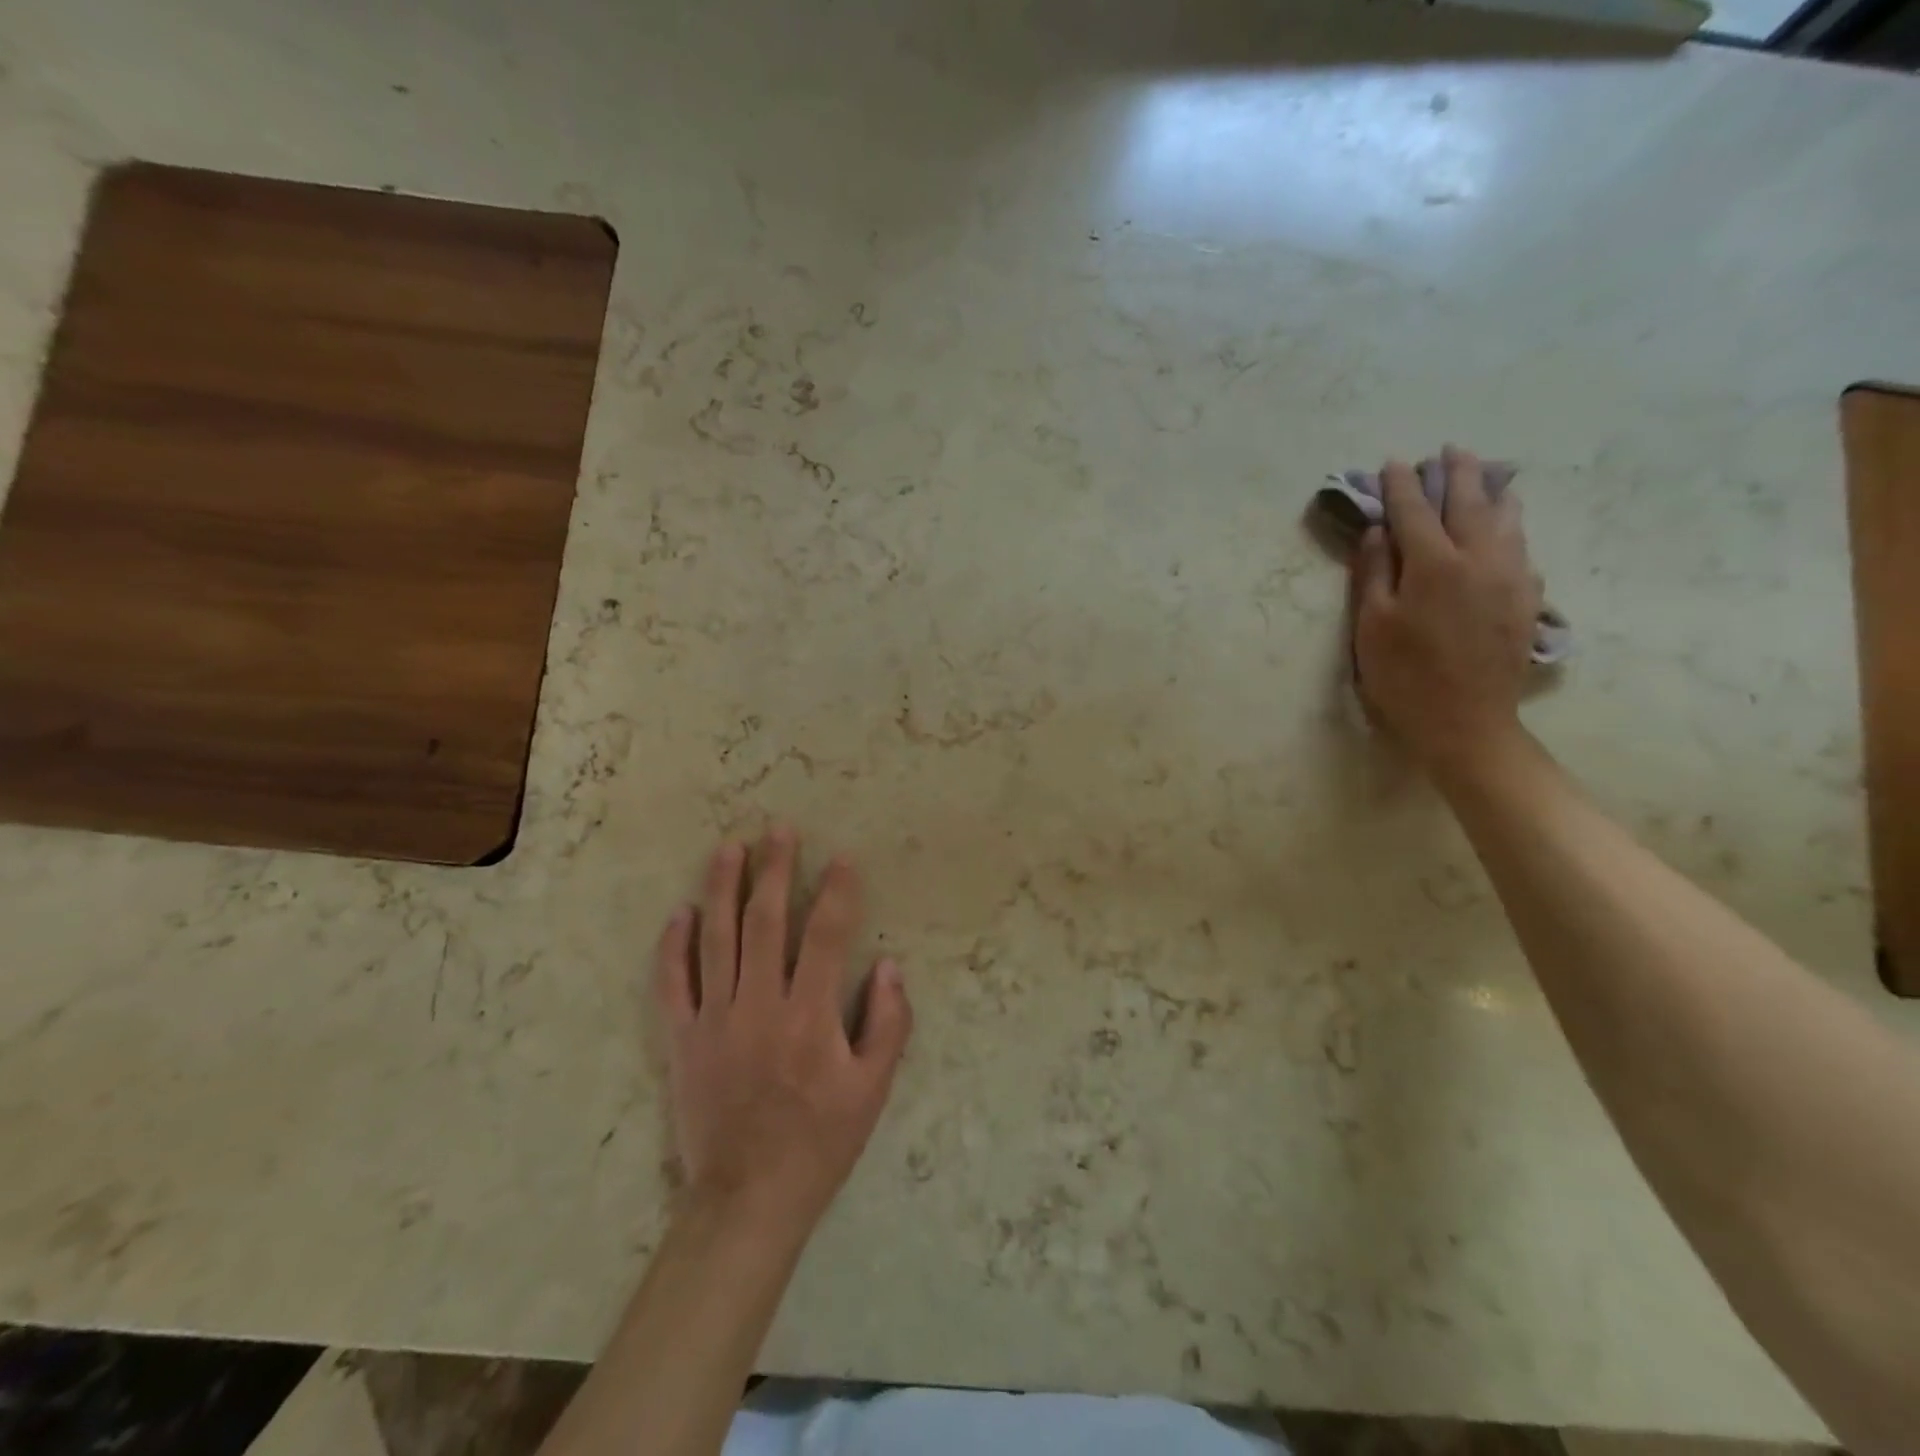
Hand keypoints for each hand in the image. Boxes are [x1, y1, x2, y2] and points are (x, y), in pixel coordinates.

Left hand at [654, 829, 912, 1238]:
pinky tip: (681, 913)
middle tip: (779, 830)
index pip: (827, 935)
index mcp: (810, 1016)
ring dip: (723, 888)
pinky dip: (674, 946)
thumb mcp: (873, 1090)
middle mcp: (760, 1005)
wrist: (748, 1198)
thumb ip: (888, 1023)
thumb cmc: (820, 1141)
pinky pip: (673, 983)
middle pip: (766, 921)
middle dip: (775, 870)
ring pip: (717, 939)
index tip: (842, 858)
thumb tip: (890, 965)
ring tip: (729, 848)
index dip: (837, 892)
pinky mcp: (683, 1039)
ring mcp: (715, 1019)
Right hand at [1350, 446, 1540, 779]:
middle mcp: (1479, 558)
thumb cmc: (1403, 676)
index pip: (1413, 511)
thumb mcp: (1371, 626)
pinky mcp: (1528, 598)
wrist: (1465, 722)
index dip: (1401, 486)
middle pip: (1469, 502)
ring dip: (1492, 492)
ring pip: (1507, 519)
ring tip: (1486, 476)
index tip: (1393, 463)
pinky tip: (1506, 526)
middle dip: (1457, 473)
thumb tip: (1379, 530)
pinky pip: (1521, 546)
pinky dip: (1510, 526)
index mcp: (1433, 564)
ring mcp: (1511, 577)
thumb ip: (1374, 572)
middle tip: (1450, 451)